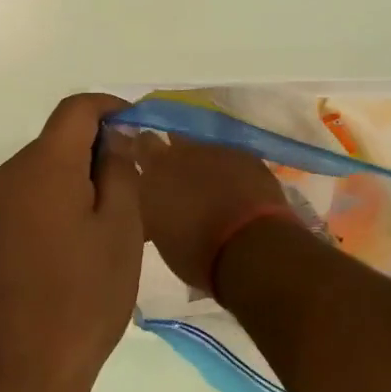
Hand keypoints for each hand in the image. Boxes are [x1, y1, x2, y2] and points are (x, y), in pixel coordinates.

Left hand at [0, 94, 143, 391]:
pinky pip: (22, 205)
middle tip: (132, 187)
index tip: (137, 125)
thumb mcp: (122, 230)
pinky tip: (69, 252)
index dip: (109, 107)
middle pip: (55, 143)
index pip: (76, 110)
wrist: (21, 372)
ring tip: (104, 225)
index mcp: (43, 166)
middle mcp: (6, 178)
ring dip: (72, 183)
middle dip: (94, 152)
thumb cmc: (85, 298)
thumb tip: (114, 140)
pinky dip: (50, 209)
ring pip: (39, 176)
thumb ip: (120, 171)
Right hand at [121, 132, 295, 292]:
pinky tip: (238, 190)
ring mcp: (218, 151)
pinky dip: (231, 171)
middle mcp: (183, 152)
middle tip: (176, 175)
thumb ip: (153, 205)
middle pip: (172, 139)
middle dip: (173, 152)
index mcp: (155, 171)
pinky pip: (232, 158)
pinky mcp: (247, 156)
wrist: (250, 248)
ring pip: (204, 149)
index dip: (141, 150)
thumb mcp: (160, 233)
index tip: (141, 161)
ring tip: (211, 188)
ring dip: (204, 164)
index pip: (140, 144)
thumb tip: (155, 199)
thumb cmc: (196, 252)